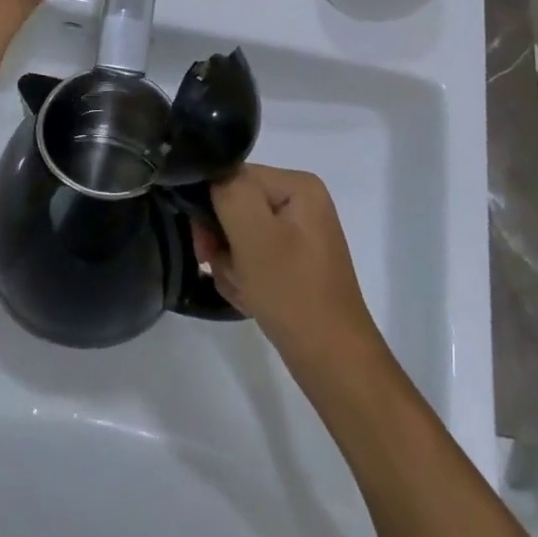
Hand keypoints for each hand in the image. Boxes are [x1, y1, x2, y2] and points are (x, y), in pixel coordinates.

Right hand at [194, 165, 382, 369]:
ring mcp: (297, 234)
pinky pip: (251, 259)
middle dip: (223, 243)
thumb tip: (211, 176)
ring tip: (245, 290)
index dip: (212, 208)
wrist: (331, 359)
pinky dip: (244, 279)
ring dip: (231, 266)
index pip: (233, 178)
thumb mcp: (254, 235)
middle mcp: (300, 202)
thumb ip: (229, 192)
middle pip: (234, 207)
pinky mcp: (292, 262)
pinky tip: (252, 299)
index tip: (206, 245)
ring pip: (238, 237)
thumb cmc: (292, 292)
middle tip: (228, 270)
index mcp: (298, 185)